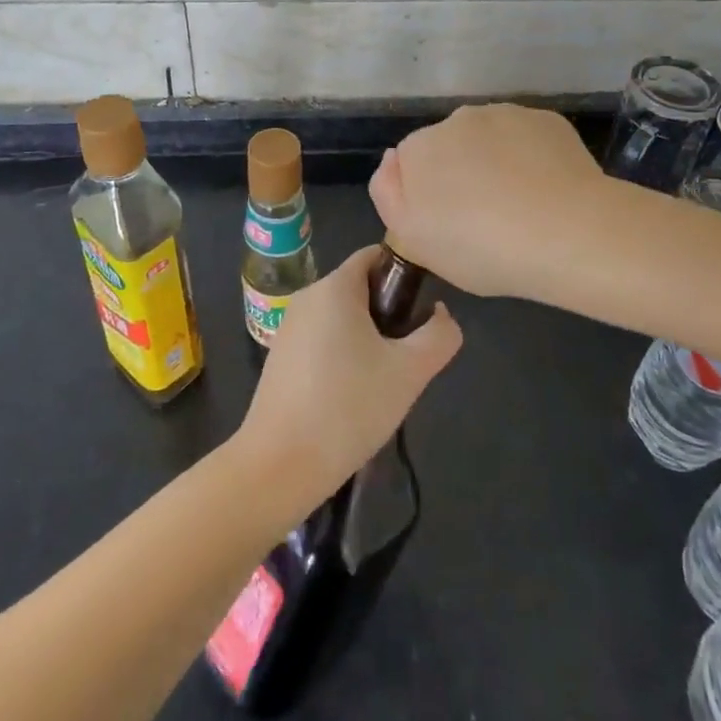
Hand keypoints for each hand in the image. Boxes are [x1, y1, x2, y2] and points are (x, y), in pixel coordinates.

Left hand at [237, 246, 461, 513]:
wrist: (280, 464)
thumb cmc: (348, 407)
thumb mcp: (410, 372)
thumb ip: (439, 336)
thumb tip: (440, 316)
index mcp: (335, 286)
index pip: (375, 256)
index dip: (405, 274)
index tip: (423, 310)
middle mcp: (308, 296)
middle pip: (360, 288)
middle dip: (390, 314)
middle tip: (407, 357)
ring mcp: (289, 327)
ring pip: (342, 318)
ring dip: (368, 339)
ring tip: (383, 382)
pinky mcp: (280, 357)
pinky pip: (323, 341)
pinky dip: (344, 356)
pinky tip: (353, 397)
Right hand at [370, 103, 606, 302]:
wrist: (568, 233)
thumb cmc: (481, 246)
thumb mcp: (416, 241)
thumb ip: (389, 197)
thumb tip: (391, 162)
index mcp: (419, 148)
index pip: (410, 164)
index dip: (427, 196)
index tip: (448, 226)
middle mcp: (457, 119)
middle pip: (450, 147)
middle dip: (460, 174)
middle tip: (484, 220)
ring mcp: (506, 114)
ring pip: (490, 140)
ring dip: (496, 163)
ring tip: (521, 208)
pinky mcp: (547, 120)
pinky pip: (528, 140)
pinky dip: (531, 159)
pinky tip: (547, 192)